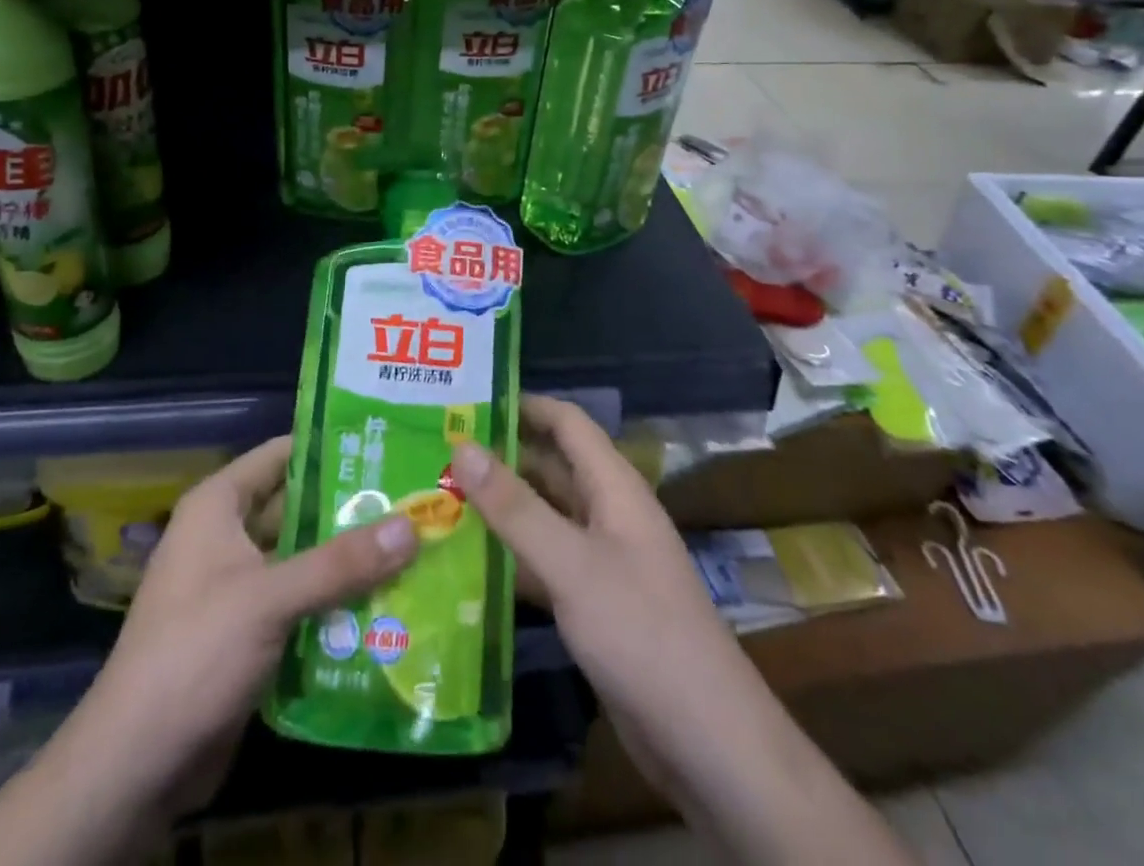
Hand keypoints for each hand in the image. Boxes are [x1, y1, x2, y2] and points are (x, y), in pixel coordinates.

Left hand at [64, 436, 419, 819]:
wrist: (136, 765)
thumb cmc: (194, 653)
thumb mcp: (269, 599)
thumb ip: (340, 563)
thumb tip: (412, 525)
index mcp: (219, 506)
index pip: (281, 455)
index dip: (329, 447)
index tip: (385, 444)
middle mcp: (227, 536)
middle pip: (298, 509)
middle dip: (350, 508)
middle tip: (412, 500)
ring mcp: (238, 587)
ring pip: (303, 559)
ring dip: (348, 560)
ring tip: (414, 547)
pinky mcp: (249, 633)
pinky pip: (301, 602)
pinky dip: (335, 602)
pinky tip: (387, 603)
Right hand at [450, 397, 738, 808]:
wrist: (707, 742)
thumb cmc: (641, 632)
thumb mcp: (571, 563)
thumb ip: (514, 506)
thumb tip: (462, 445)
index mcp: (613, 487)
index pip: (566, 423)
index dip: (522, 405)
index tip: (467, 401)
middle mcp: (606, 513)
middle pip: (549, 467)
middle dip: (499, 457)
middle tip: (436, 453)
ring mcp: (600, 561)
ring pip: (542, 517)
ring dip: (499, 508)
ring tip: (437, 499)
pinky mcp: (591, 603)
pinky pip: (543, 563)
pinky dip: (509, 558)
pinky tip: (464, 563)